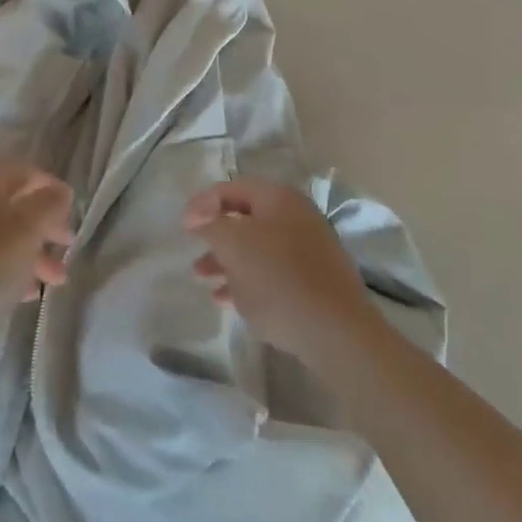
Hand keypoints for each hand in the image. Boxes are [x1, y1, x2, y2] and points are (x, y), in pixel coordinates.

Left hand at [0, 161, 74, 360]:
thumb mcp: (26, 230)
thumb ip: (49, 205)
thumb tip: (59, 192)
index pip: (25, 170)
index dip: (51, 186)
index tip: (72, 212)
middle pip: (15, 203)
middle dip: (46, 225)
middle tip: (68, 247)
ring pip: (4, 234)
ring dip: (33, 253)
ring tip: (55, 282)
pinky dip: (11, 270)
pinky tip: (26, 295)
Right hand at [184, 178, 375, 364]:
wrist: (338, 333)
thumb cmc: (278, 279)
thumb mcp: (233, 245)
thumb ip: (211, 225)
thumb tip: (201, 218)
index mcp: (278, 197)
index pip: (231, 188)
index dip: (203, 204)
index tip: (183, 227)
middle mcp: (296, 215)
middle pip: (245, 217)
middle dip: (216, 235)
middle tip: (194, 251)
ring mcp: (309, 248)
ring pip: (258, 246)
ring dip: (228, 259)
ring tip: (203, 277)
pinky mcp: (315, 280)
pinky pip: (273, 271)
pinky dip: (248, 279)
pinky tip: (228, 299)